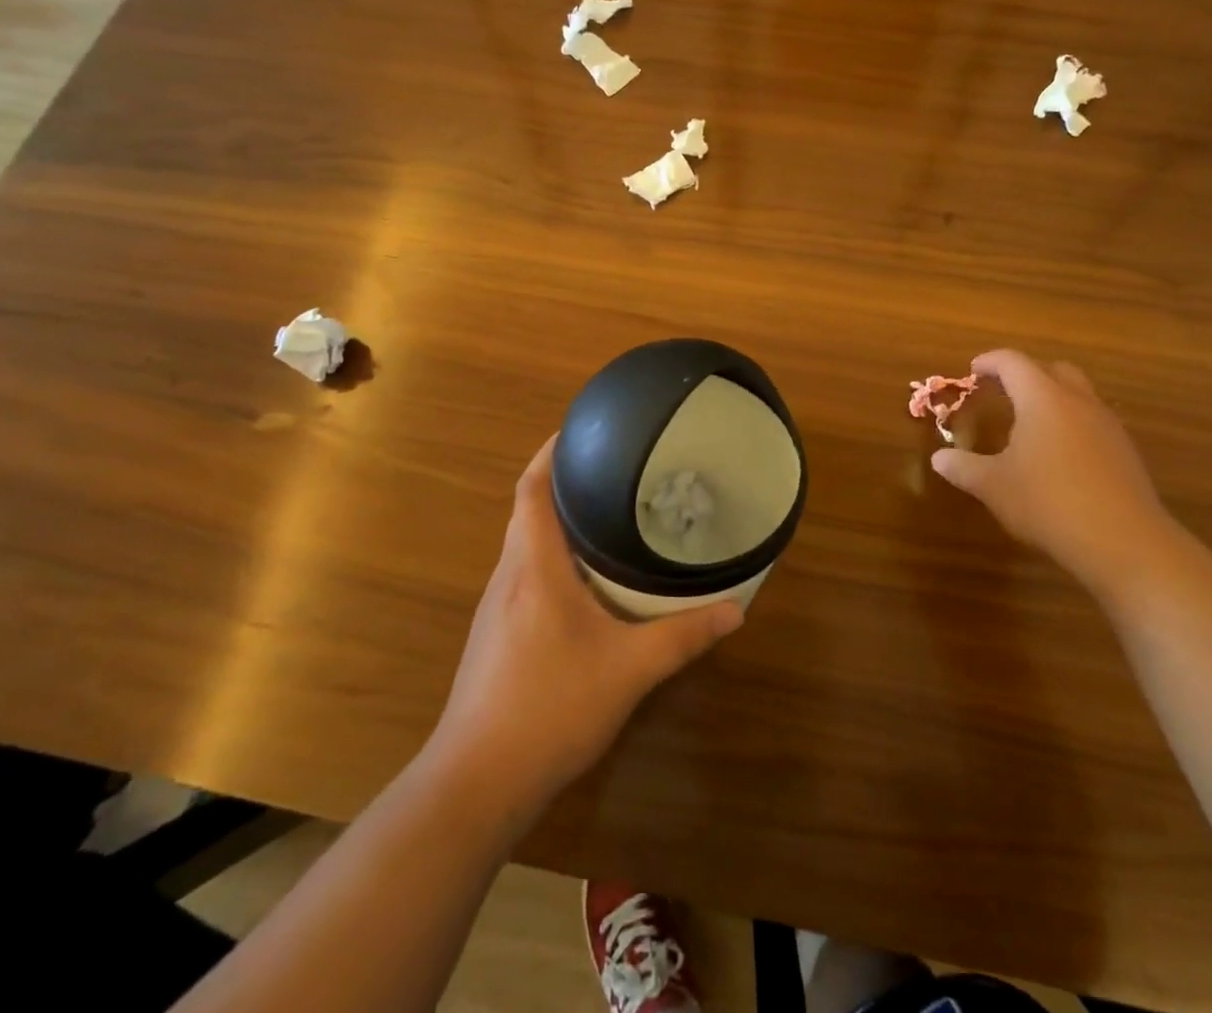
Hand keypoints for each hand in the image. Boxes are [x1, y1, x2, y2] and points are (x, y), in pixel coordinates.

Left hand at [434, 436, 743, 808]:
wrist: (476, 782)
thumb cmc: (550, 708)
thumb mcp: (629, 670)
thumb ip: (683, 637)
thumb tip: (735, 611)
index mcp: (534, 566)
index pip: (531, 489)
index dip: (550, 452)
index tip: (580, 429)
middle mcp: (508, 576)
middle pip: (527, 510)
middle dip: (561, 481)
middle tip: (610, 468)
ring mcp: (495, 608)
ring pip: (523, 544)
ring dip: (554, 521)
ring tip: (602, 513)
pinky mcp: (493, 636)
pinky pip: (523, 574)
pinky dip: (549, 557)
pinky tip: (582, 581)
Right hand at [931, 350, 1181, 597]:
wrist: (1124, 542)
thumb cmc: (1048, 503)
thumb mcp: (994, 486)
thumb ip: (964, 468)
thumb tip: (939, 458)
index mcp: (1042, 399)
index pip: (1013, 363)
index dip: (990, 362)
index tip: (973, 370)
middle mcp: (1078, 402)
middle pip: (1053, 369)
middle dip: (1026, 374)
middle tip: (1003, 391)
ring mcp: (1107, 425)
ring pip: (1079, 394)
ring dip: (1053, 398)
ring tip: (1031, 424)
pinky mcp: (1125, 452)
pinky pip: (1094, 421)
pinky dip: (1072, 424)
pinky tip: (1060, 456)